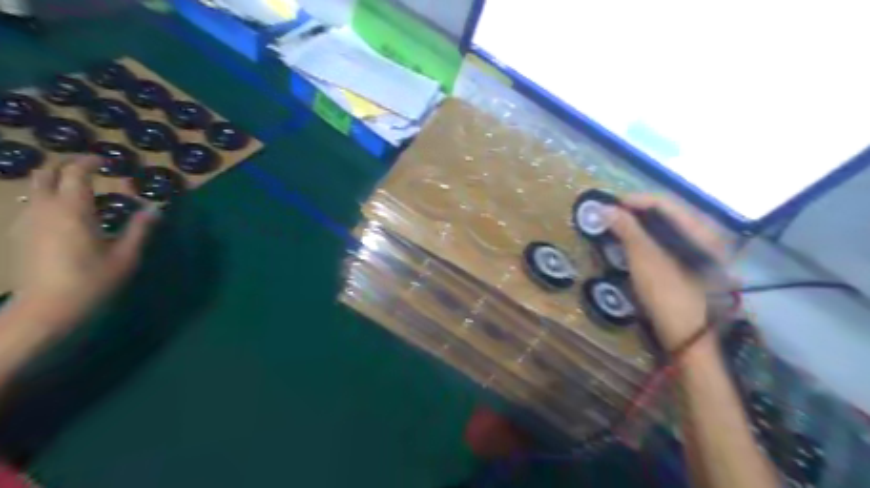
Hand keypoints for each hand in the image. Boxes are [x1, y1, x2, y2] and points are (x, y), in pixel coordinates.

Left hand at [9, 156, 155, 331]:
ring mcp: (26, 221)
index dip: (90, 162)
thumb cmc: (92, 281)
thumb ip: (140, 228)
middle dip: (67, 167)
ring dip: (56, 183)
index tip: (106, 161)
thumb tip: (155, 208)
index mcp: (73, 209)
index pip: (76, 173)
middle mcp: (44, 209)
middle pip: (47, 173)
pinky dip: (48, 200)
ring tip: (81, 193)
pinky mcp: (18, 235)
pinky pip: (32, 205)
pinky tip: (65, 216)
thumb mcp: (126, 256)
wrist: (46, 310)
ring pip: (35, 189)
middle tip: (91, 171)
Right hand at [602, 193, 727, 350]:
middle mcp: (706, 234)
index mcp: (700, 229)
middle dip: (636, 211)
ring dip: (640, 224)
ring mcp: (701, 250)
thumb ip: (626, 228)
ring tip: (617, 228)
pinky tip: (634, 244)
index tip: (608, 205)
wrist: (686, 334)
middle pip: (666, 212)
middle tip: (610, 217)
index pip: (663, 202)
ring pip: (666, 227)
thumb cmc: (666, 291)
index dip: (634, 200)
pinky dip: (648, 238)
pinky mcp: (692, 263)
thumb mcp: (643, 257)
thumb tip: (604, 208)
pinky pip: (668, 241)